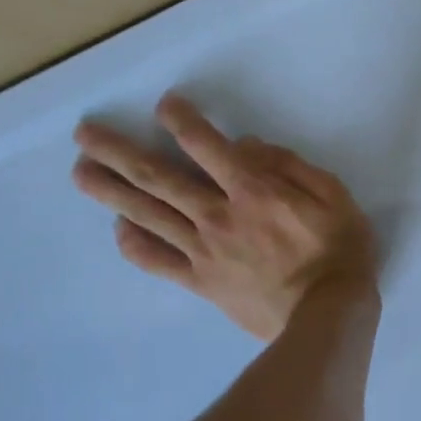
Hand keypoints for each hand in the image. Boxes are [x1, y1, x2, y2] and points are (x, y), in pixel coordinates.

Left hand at [72, 95, 376, 339]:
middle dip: (119, 152)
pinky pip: (157, 260)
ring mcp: (203, 251)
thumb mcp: (333, 195)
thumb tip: (245, 146)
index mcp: (252, 190)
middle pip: (158, 178)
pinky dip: (133, 243)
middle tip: (84, 134)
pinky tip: (119, 228)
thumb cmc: (339, 249)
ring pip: (147, 215)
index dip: (181, 120)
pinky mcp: (200, 282)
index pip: (206, 146)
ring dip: (110, 191)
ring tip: (81, 172)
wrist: (327, 315)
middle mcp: (217, 215)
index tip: (164, 105)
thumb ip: (289, 165)